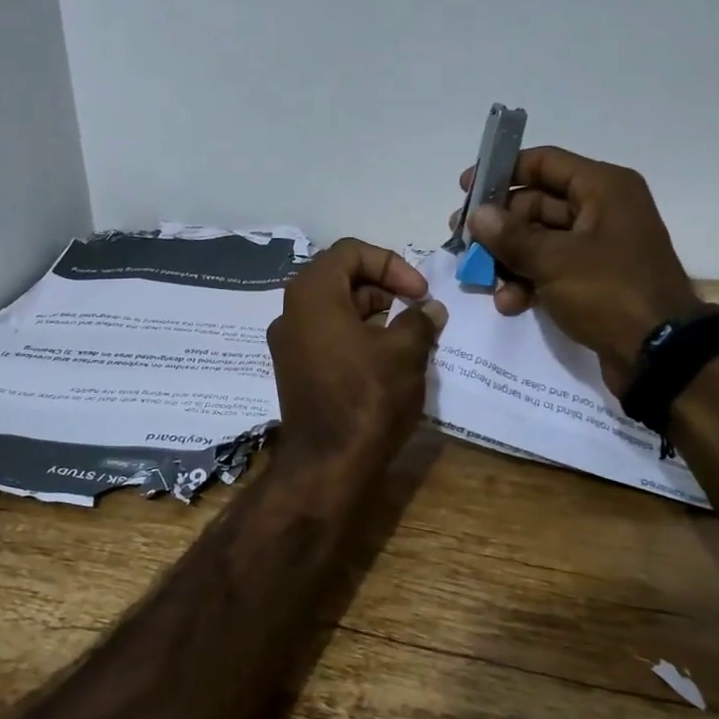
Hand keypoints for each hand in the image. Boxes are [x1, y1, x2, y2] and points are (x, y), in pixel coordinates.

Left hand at [267, 238, 447, 455]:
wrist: (327, 467)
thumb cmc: (366, 397)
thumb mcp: (405, 352)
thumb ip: (419, 320)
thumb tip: (430, 309)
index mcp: (312, 293)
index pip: (351, 251)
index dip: (391, 263)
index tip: (419, 292)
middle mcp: (291, 311)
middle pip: (340, 278)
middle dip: (383, 288)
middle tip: (415, 311)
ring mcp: (288, 343)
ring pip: (334, 308)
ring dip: (373, 313)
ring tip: (407, 337)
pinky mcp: (294, 370)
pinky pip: (326, 335)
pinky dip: (356, 336)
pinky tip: (386, 359)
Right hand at [453, 147, 700, 395]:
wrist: (660, 356)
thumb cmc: (610, 292)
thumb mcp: (554, 261)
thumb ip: (510, 235)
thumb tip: (478, 215)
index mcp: (603, 188)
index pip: (544, 162)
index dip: (502, 172)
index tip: (466, 189)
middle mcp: (603, 209)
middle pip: (536, 204)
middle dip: (499, 227)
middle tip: (464, 243)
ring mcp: (599, 246)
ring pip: (539, 240)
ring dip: (509, 259)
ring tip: (482, 280)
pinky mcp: (595, 279)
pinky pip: (552, 268)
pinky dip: (528, 281)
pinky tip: (509, 304)